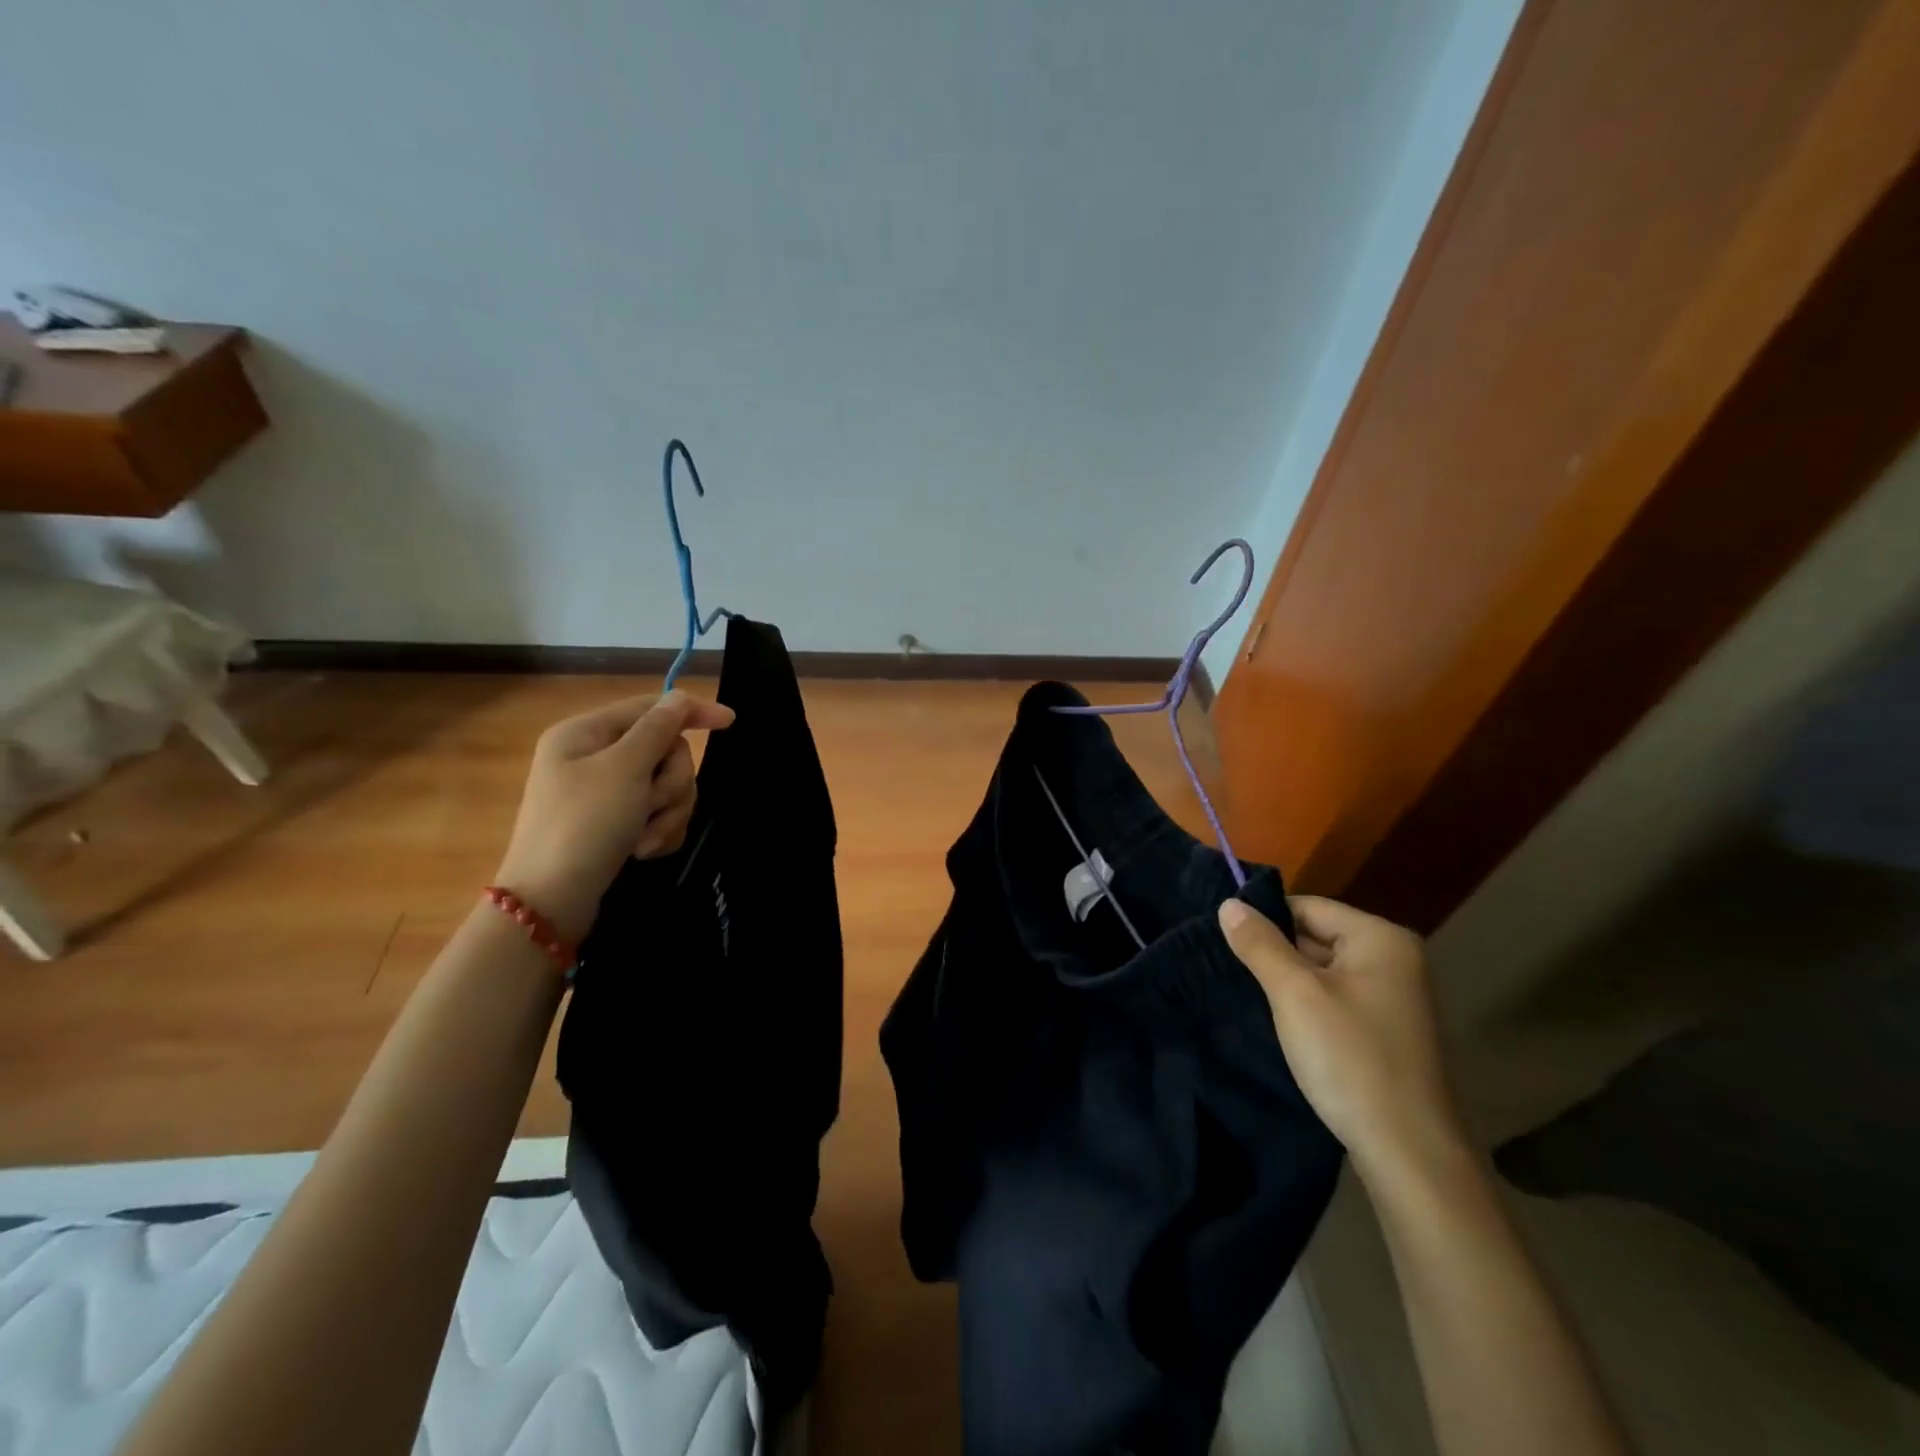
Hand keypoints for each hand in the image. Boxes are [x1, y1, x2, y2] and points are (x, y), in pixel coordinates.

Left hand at [494, 692, 733, 941]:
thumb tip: (679, 697)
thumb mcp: (624, 769)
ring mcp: (605, 794)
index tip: (730, 722)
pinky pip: (657, 814)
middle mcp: (594, 757)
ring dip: (667, 813)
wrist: (551, 902)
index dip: (692, 712)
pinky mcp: (615, 824)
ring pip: (665, 786)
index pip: (651, 708)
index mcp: (586, 733)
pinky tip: (644, 851)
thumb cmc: (584, 825)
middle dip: (670, 783)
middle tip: (654, 806)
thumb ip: (657, 729)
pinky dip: (658, 831)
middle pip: (664, 751)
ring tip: (646, 840)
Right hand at [1218, 895, 1467, 1184]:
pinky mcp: (1387, 1030)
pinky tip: (1280, 1021)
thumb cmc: (1350, 1059)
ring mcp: (1394, 997)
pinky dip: (1307, 1004)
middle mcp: (1395, 959)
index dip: (1264, 920)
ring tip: (1246, 993)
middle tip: (1229, 969)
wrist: (1408, 1152)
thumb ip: (1260, 944)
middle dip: (1275, 952)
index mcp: (1381, 938)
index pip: (1307, 906)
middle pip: (1316, 935)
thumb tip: (1229, 904)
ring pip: (1323, 970)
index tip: (1224, 941)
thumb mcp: (1294, 994)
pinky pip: (1336, 998)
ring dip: (1288, 981)